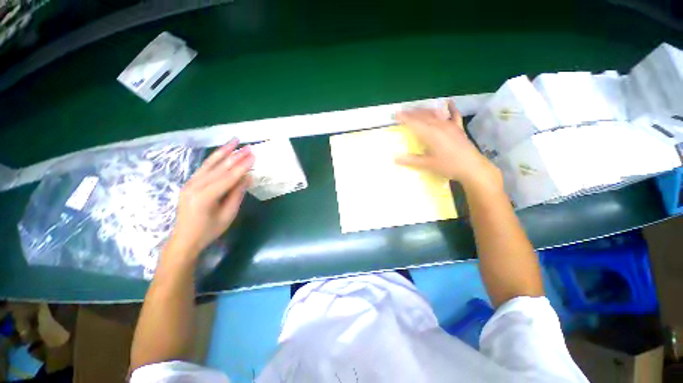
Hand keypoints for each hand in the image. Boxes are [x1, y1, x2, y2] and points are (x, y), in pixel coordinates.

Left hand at [168, 139, 253, 257]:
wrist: (185, 239)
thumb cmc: (209, 230)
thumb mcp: (228, 214)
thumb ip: (237, 194)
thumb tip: (247, 177)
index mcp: (205, 197)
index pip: (228, 177)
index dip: (242, 166)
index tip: (253, 156)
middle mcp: (195, 186)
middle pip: (219, 168)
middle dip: (235, 156)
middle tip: (248, 147)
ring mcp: (190, 183)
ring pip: (210, 164)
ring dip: (223, 151)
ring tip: (233, 140)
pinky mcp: (189, 183)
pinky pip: (204, 168)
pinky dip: (214, 158)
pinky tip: (222, 152)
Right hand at [395, 101, 501, 190]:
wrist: (472, 167)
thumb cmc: (448, 166)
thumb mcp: (428, 164)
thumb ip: (411, 160)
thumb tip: (395, 158)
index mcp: (430, 134)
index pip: (414, 123)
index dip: (404, 118)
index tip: (396, 114)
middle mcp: (439, 126)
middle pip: (423, 116)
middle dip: (412, 113)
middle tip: (403, 112)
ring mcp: (450, 125)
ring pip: (435, 114)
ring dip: (424, 110)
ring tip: (416, 109)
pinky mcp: (458, 128)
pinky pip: (454, 115)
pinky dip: (451, 108)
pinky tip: (449, 102)